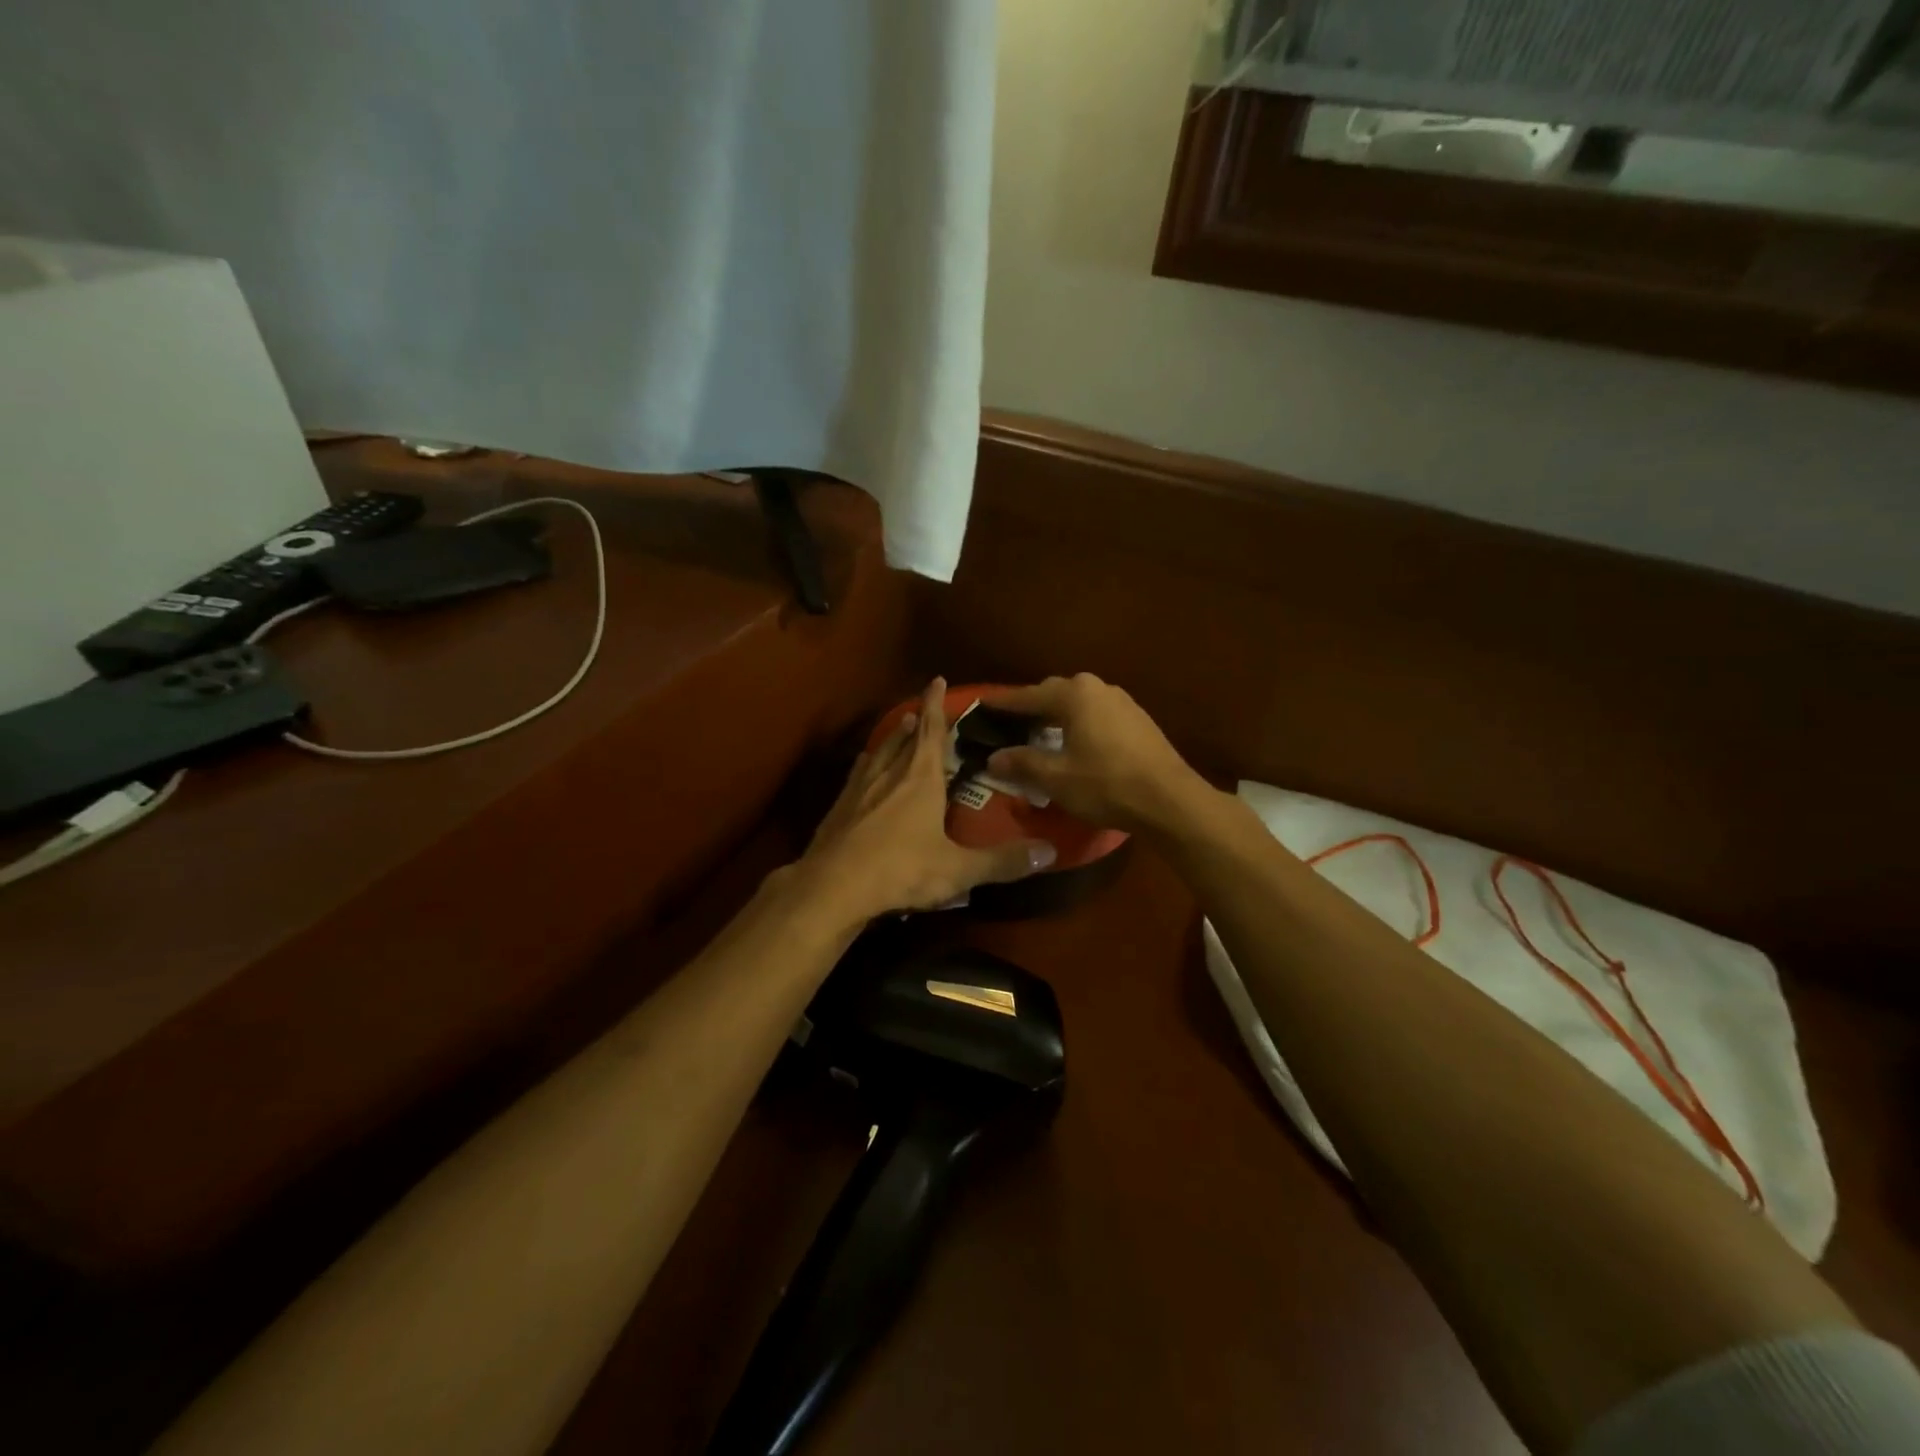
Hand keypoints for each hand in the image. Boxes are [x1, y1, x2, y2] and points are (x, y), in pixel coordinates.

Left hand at [794, 678, 1058, 922]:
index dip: (934, 703)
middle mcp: (888, 773)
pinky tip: (863, 772)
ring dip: (890, 740)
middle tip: (919, 711)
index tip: (936, 680)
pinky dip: (866, 766)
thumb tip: (1050, 852)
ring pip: (878, 753)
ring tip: (897, 731)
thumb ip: (1003, 861)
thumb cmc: (901, 869)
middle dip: (914, 721)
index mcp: (920, 778)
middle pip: (903, 738)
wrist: (833, 886)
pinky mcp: (838, 808)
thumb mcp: (959, 869)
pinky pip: (857, 775)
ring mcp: (858, 789)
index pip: (930, 729)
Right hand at [979, 674, 1209, 834]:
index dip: (1003, 703)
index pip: (1028, 696)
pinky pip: (1097, 714)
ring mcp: (1123, 702)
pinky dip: (1079, 723)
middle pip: (1055, 693)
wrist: (1169, 800)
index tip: (982, 705)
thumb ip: (1022, 763)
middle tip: (1010, 722)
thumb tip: (993, 758)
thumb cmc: (1106, 784)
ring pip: (1079, 703)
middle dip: (1032, 706)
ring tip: (1039, 733)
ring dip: (1057, 715)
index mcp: (1074, 695)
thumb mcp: (1056, 778)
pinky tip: (1075, 742)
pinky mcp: (1139, 721)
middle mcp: (1098, 688)